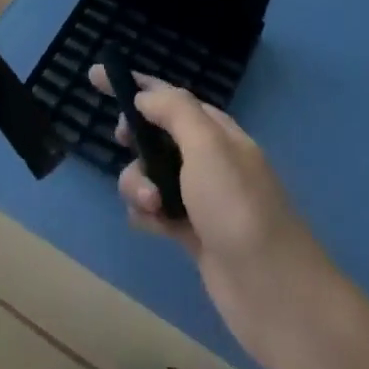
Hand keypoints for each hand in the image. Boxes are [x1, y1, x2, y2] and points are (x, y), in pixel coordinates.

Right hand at [89, 63, 336, 368]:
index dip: (135, 85)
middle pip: (156, 134)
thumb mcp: (207, 146)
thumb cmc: (237, 207)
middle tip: (122, 142)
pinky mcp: (193, 234)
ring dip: (138, 183)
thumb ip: (175, 111)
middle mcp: (209, 159)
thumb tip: (145, 96)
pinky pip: (155, 210)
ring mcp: (201, 198)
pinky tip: (150, 225)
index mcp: (217, 132)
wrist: (273, 291)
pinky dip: (146, 213)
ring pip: (150, 174)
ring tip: (151, 204)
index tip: (94, 76)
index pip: (170, 96)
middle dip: (134, 137)